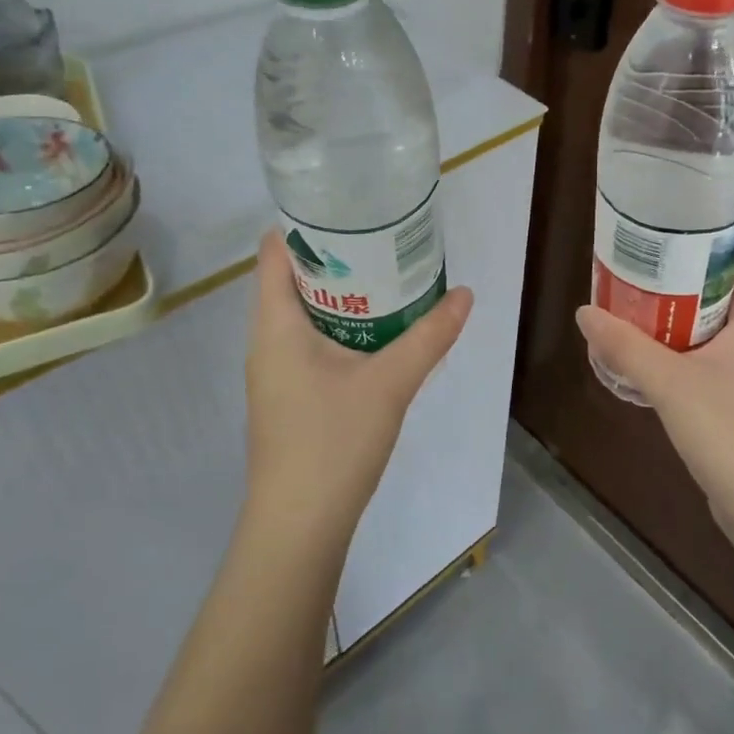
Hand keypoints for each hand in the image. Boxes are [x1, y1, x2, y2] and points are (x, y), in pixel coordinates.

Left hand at [243, 230, 472, 554]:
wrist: (299, 526)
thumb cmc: (333, 442)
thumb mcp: (390, 383)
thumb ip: (429, 336)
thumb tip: (466, 294)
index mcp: (276, 324)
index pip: (274, 251)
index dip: (305, 223)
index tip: (349, 208)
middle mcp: (267, 340)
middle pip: (292, 278)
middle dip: (336, 256)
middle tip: (382, 238)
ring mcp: (274, 371)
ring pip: (303, 313)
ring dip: (340, 293)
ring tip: (386, 275)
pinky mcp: (288, 395)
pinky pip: (309, 342)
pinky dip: (339, 325)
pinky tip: (376, 332)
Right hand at [576, 238, 733, 548]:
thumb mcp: (672, 384)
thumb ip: (626, 347)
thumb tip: (585, 312)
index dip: (710, 230)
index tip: (666, 221)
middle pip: (720, 281)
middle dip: (677, 268)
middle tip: (632, 258)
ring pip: (709, 318)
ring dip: (672, 308)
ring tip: (627, 295)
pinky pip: (705, 351)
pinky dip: (676, 342)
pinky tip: (640, 347)